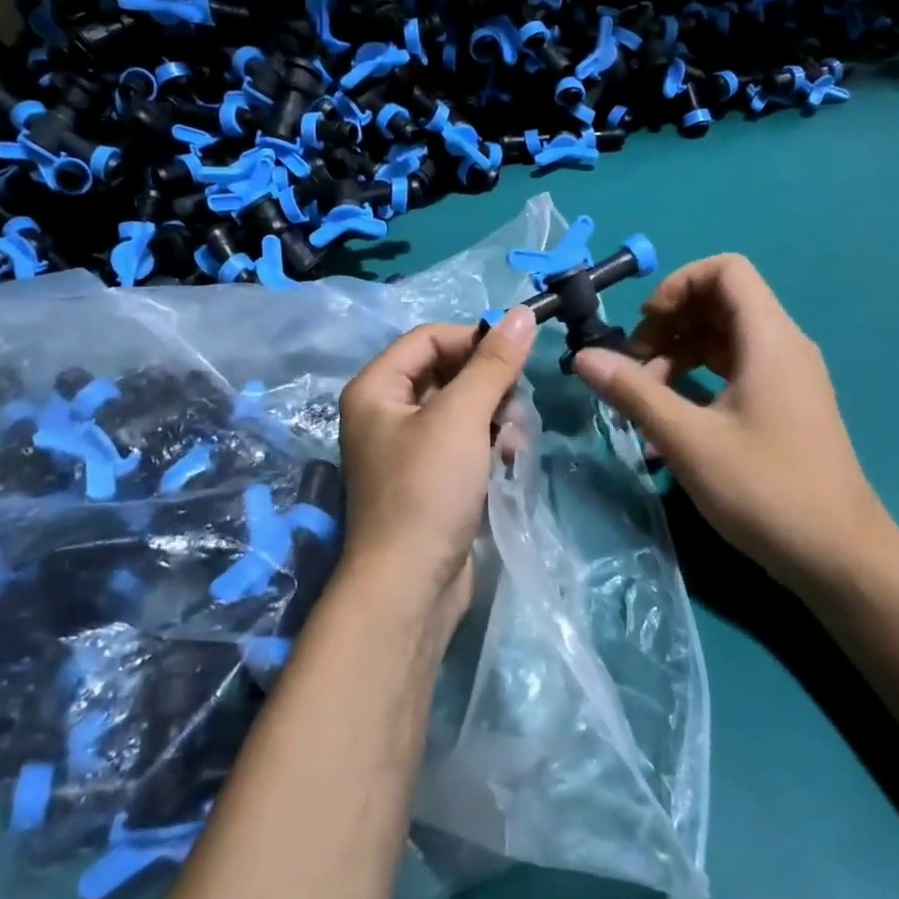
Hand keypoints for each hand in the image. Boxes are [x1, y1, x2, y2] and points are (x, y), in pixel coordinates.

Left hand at [337, 306, 537, 616]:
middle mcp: (386, 413)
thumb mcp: (462, 417)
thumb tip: (522, 313)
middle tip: (515, 404)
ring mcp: (408, 448)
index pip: (429, 338)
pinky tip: (508, 459)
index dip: (473, 340)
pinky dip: (487, 444)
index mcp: (376, 388)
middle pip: (447, 372)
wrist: (409, 585)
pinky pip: (464, 442)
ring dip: (494, 416)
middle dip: (488, 385)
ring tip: (512, 439)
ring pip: (461, 408)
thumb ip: (493, 363)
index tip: (516, 356)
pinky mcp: (430, 479)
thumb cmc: (427, 489)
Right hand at [572, 255, 893, 584]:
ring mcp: (788, 379)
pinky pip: (736, 374)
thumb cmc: (763, 488)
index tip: (645, 325)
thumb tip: (583, 357)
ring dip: (679, 359)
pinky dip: (699, 384)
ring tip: (645, 402)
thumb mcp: (687, 438)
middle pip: (720, 304)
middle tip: (634, 370)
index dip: (678, 285)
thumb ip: (633, 391)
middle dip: (669, 327)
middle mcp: (784, 346)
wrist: (838, 556)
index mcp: (769, 338)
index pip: (726, 270)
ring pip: (724, 342)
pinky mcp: (785, 408)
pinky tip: (669, 425)